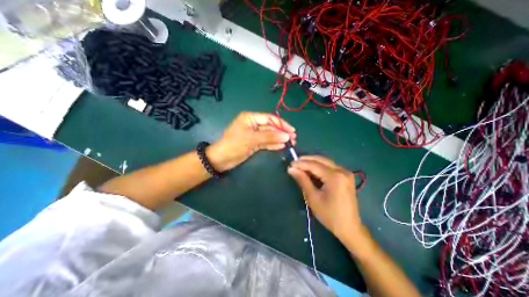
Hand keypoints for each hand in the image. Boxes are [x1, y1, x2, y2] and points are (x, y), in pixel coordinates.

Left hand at [207, 112, 296, 171]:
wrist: (221, 159)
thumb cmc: (234, 145)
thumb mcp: (252, 139)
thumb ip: (269, 136)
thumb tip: (286, 136)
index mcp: (250, 118)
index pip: (269, 118)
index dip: (282, 124)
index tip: (292, 131)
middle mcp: (253, 124)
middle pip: (271, 127)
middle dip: (282, 132)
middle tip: (293, 139)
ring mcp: (254, 134)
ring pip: (269, 135)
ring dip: (279, 139)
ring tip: (291, 143)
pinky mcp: (254, 143)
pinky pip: (266, 142)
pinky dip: (273, 144)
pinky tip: (282, 146)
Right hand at [289, 155, 364, 242]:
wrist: (349, 227)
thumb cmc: (329, 215)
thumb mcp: (313, 197)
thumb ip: (302, 180)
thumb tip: (291, 169)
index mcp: (335, 176)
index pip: (314, 165)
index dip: (301, 163)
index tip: (290, 164)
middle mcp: (342, 170)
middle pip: (320, 159)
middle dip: (306, 160)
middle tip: (294, 164)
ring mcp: (345, 172)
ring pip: (325, 161)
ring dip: (312, 162)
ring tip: (300, 166)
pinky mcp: (346, 176)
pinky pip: (329, 166)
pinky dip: (319, 167)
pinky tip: (311, 171)